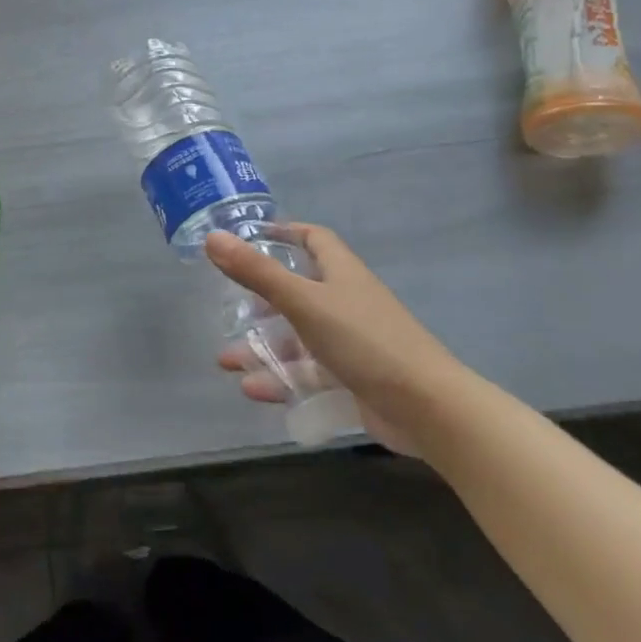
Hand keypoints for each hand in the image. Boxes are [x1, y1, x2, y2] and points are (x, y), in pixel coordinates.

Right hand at [204, 224, 465, 456]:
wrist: (427, 408)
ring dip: (264, 348)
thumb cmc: (365, 340)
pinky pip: (310, 373)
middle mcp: (347, 302)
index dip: (286, 233)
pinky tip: (252, 390)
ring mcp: (352, 342)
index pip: (314, 239)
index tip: (252, 237)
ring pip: (300, 338)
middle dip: (262, 300)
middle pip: (300, 291)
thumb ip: (257, 273)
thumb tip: (213, 238)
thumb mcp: (304, 302)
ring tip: (226, 360)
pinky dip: (282, 379)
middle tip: (231, 308)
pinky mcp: (354, 379)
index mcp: (341, 273)